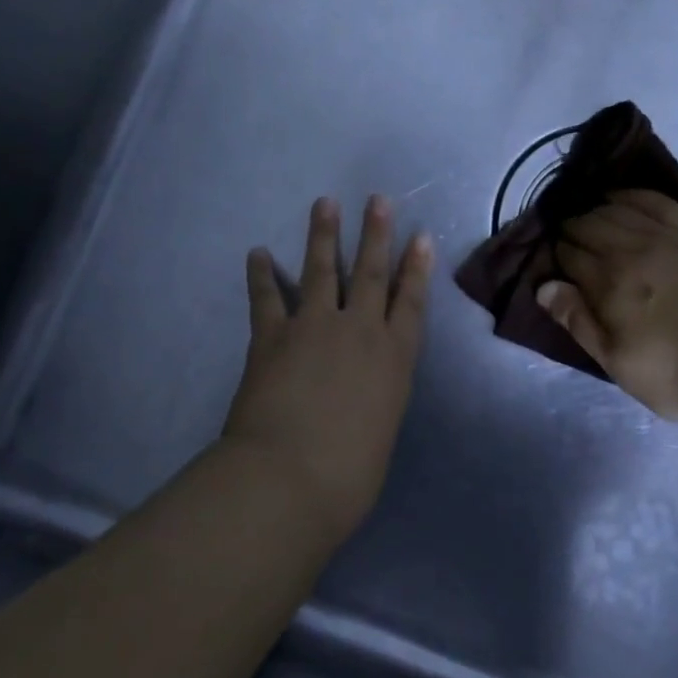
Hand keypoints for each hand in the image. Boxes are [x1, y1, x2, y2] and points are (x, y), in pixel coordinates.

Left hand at [222, 195, 433, 543]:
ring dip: (323, 236)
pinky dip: (261, 275)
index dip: (417, 267)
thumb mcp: (381, 433)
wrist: (289, 478)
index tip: (420, 236)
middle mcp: (358, 331)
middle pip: (371, 273)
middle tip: (378, 199)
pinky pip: (266, 298)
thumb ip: (375, 403)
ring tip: (324, 204)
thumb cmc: (349, 474)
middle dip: (376, 234)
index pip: (410, 302)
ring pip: (322, 270)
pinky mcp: (272, 336)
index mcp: (393, 358)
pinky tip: (257, 253)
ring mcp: (314, 328)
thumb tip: (363, 395)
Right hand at [538, 190, 677, 430]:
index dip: (556, 257)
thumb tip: (543, 285)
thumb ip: (577, 320)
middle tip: (568, 244)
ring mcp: (669, 237)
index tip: (554, 266)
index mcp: (610, 282)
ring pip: (619, 209)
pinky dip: (634, 196)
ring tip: (589, 221)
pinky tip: (621, 198)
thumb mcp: (615, 361)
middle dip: (571, 231)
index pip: (568, 254)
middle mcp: (634, 249)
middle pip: (589, 224)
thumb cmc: (674, 376)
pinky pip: (659, 202)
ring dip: (596, 212)